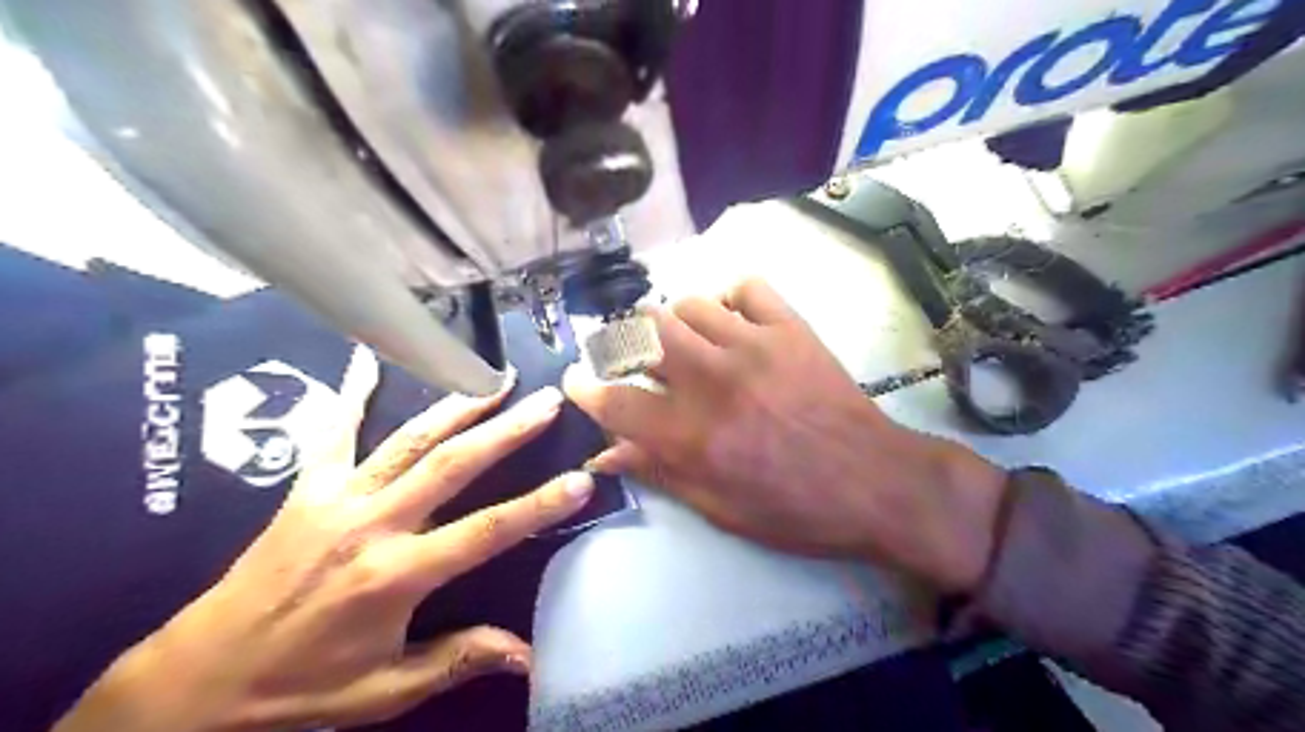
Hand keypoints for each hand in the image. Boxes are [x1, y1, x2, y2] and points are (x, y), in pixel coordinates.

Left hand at [57, 346, 593, 731]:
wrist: (198, 678)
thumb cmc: (302, 685)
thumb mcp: (386, 688)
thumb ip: (460, 659)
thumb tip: (530, 656)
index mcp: (395, 575)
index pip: (486, 532)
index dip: (538, 505)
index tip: (581, 479)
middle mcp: (371, 524)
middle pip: (452, 466)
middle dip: (506, 430)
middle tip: (546, 400)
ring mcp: (337, 498)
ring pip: (409, 440)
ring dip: (457, 407)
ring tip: (495, 380)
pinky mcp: (307, 489)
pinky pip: (333, 432)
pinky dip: (351, 393)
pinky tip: (368, 358)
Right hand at [567, 280, 1001, 593]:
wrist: (873, 482)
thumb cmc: (794, 509)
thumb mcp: (719, 507)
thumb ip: (658, 472)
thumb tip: (605, 454)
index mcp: (689, 434)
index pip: (612, 399)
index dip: (584, 388)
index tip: (576, 380)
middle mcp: (710, 379)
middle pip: (641, 334)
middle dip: (623, 344)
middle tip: (632, 359)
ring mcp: (751, 345)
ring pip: (685, 305)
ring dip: (673, 325)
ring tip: (685, 345)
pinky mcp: (789, 327)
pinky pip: (744, 287)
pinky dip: (729, 299)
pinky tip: (732, 322)